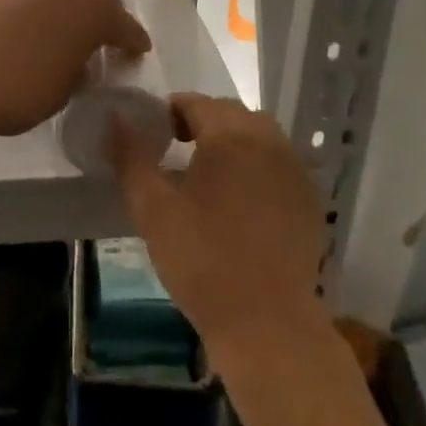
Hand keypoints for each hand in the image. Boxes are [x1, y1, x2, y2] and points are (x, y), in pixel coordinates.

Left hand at [0, 0, 150, 139]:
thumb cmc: (15, 91)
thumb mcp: (61, 93)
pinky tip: (41, 26)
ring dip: (78, 6)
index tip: (139, 51)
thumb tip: (79, 63)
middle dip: (110, 15)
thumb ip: (79, 72)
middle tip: (111, 37)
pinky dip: (50, 6)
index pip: (126, 25)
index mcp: (93, 14)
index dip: (135, 40)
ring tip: (75, 29)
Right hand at [109, 93, 328, 364]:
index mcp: (231, 136)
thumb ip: (131, 156)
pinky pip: (278, 165)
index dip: (171, 112)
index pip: (197, 103)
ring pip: (259, 137)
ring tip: (208, 173)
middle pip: (231, 114)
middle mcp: (269, 142)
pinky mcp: (309, 200)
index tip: (154, 134)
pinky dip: (257, 167)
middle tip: (176, 150)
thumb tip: (116, 117)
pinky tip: (240, 201)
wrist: (265, 322)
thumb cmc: (201, 260)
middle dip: (202, 123)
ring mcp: (295, 171)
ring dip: (232, 142)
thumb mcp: (152, 208)